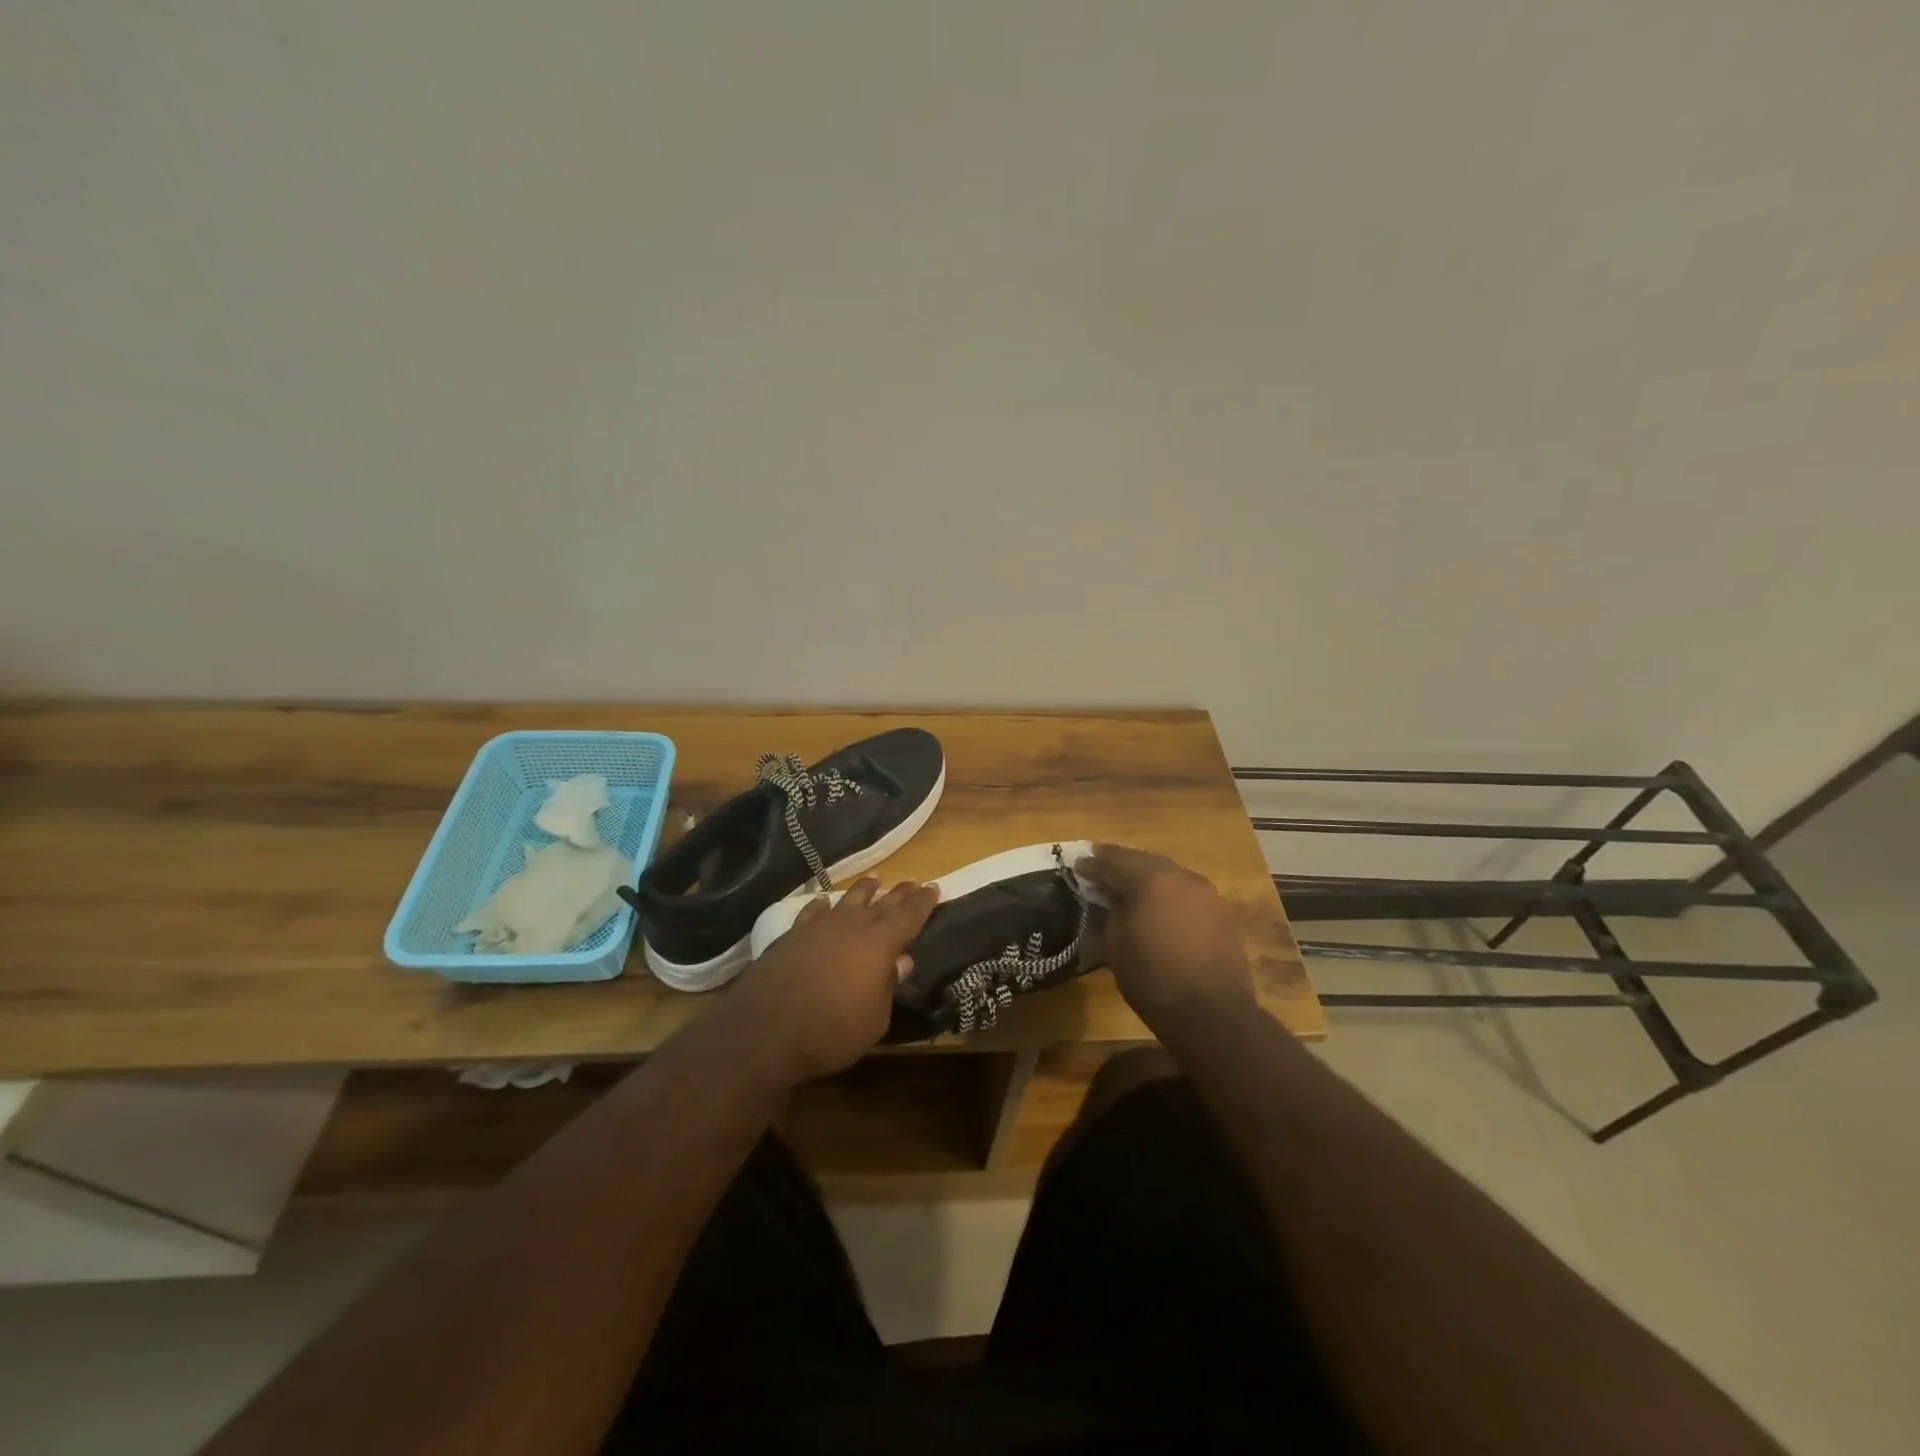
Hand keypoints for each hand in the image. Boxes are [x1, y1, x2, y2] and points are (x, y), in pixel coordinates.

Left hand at [718, 877, 939, 1085]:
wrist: (763, 1032)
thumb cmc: (830, 1032)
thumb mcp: (874, 1020)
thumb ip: (888, 987)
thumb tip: (901, 961)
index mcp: (879, 944)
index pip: (909, 916)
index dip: (923, 902)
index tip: (934, 888)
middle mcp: (851, 927)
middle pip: (882, 903)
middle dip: (900, 893)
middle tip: (915, 882)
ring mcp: (818, 928)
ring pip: (848, 900)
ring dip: (864, 890)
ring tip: (876, 880)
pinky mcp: (791, 936)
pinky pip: (813, 912)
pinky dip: (823, 905)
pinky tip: (825, 902)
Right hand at [1076, 844, 1258, 1035]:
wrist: (1212, 1014)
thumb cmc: (1154, 980)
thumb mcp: (1116, 945)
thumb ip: (1112, 911)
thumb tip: (1113, 899)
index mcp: (1151, 880)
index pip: (1114, 863)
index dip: (1093, 865)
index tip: (1077, 865)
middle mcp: (1181, 876)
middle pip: (1143, 860)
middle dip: (1120, 861)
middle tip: (1099, 862)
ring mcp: (1205, 892)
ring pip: (1168, 873)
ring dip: (1145, 874)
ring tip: (1126, 882)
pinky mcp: (1220, 911)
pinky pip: (1185, 890)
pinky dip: (1166, 891)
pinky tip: (1157, 902)